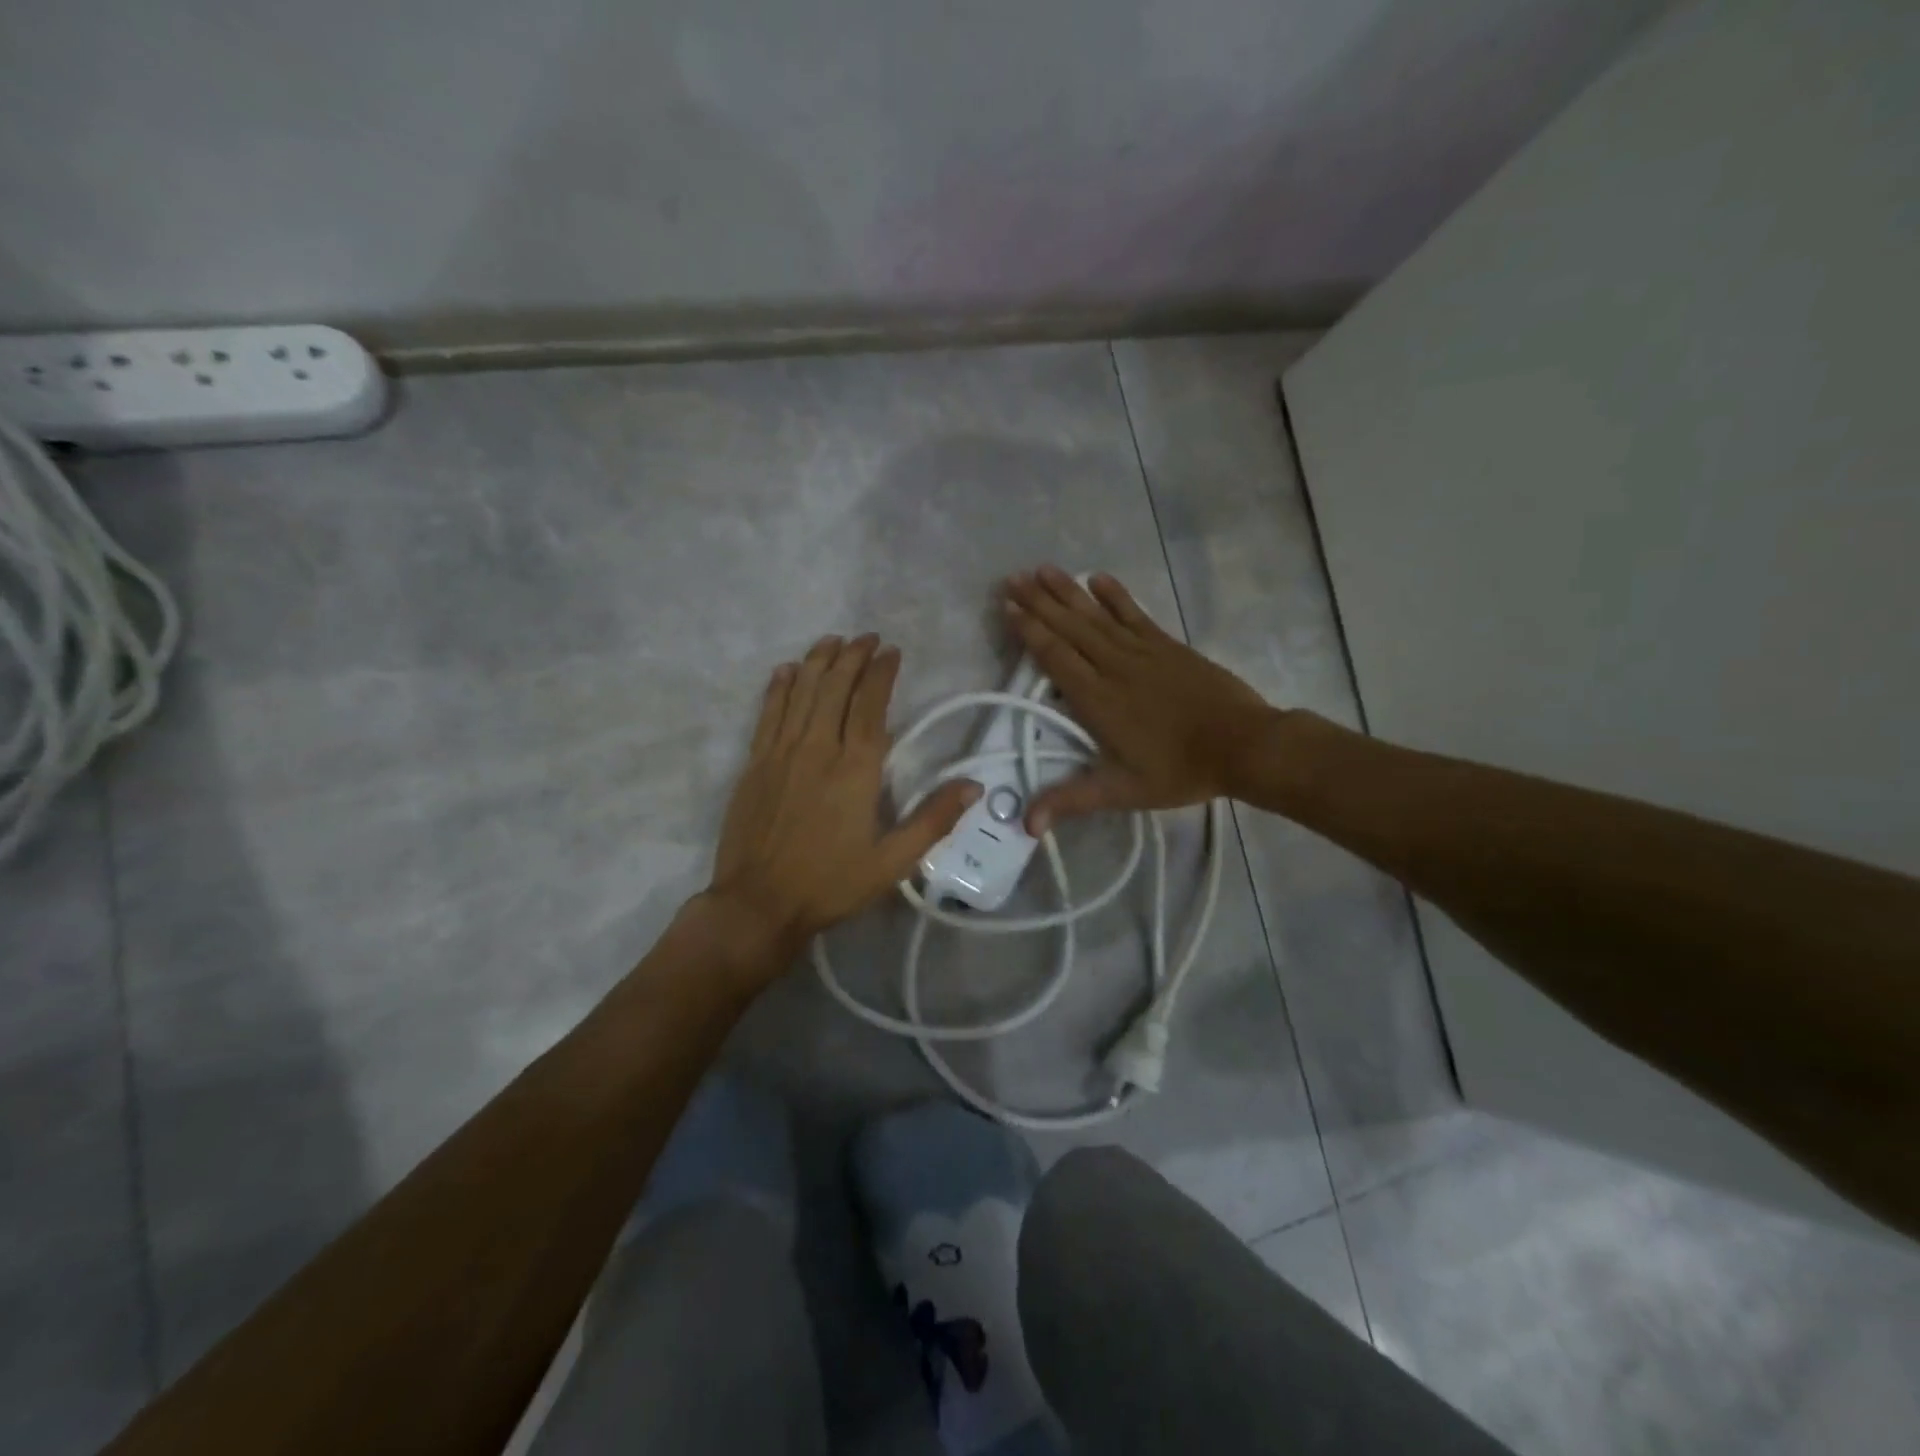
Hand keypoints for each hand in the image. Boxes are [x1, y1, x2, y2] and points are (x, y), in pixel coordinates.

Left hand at [707, 634, 979, 957]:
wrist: (759, 904)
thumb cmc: (831, 884)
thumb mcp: (893, 862)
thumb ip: (934, 820)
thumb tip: (974, 786)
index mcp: (856, 769)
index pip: (871, 705)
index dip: (881, 673)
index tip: (891, 651)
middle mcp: (818, 749)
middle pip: (835, 688)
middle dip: (852, 656)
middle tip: (866, 638)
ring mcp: (781, 753)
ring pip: (801, 692)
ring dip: (818, 662)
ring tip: (832, 641)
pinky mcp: (754, 764)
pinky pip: (768, 713)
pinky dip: (778, 688)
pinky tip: (786, 671)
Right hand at [1004, 566, 1276, 831]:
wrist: (1244, 746)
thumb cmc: (1180, 771)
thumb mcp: (1123, 791)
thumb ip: (1072, 800)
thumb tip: (1026, 824)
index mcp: (1098, 700)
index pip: (1055, 657)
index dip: (1029, 631)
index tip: (1008, 608)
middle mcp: (1114, 667)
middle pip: (1069, 628)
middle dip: (1038, 602)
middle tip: (1010, 578)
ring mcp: (1143, 651)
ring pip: (1096, 616)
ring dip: (1067, 591)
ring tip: (1042, 569)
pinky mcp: (1167, 645)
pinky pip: (1135, 614)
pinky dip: (1115, 595)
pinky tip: (1098, 578)